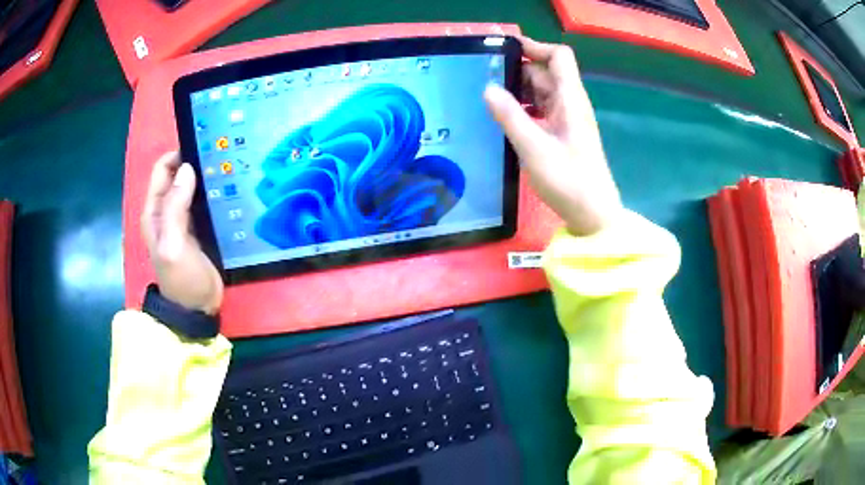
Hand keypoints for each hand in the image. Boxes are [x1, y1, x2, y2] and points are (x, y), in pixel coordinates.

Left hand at [141, 152, 222, 314]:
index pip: (163, 169)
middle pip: (179, 175)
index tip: (203, 147)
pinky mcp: (199, 228)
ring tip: (229, 169)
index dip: (179, 155)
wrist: (196, 307)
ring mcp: (184, 219)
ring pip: (193, 187)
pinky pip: (205, 202)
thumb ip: (175, 207)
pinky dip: (214, 193)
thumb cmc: (181, 278)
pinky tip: (229, 190)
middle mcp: (167, 210)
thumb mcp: (173, 245)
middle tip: (221, 157)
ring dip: (206, 177)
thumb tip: (186, 168)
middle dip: (195, 163)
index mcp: (155, 211)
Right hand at [484, 37, 621, 235]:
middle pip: (545, 72)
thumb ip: (510, 116)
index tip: (504, 51)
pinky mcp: (562, 133)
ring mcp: (567, 118)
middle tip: (483, 77)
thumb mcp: (534, 148)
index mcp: (571, 99)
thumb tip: (487, 87)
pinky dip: (523, 107)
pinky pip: (541, 109)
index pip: (559, 56)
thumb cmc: (568, 181)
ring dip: (517, 89)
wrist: (593, 214)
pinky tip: (503, 117)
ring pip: (541, 91)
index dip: (535, 47)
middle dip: (517, 69)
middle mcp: (570, 103)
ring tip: (487, 97)